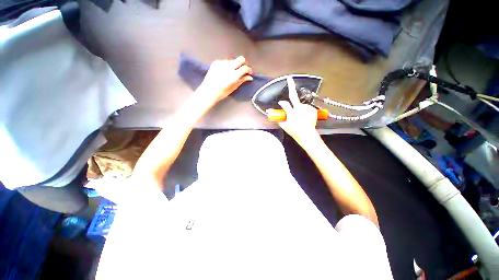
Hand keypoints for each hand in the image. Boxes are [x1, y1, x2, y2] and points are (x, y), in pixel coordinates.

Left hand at [197, 56, 252, 104]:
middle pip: (241, 59)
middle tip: (243, 69)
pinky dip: (227, 65)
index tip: (249, 73)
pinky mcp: (216, 62)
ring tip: (232, 72)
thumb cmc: (222, 92)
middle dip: (244, 63)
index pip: (245, 68)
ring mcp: (222, 63)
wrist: (208, 91)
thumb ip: (242, 80)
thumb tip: (250, 77)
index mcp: (234, 75)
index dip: (249, 70)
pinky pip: (225, 61)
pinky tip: (224, 71)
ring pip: (232, 60)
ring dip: (235, 65)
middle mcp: (229, 67)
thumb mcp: (234, 88)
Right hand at [278, 76, 319, 144]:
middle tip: (289, 78)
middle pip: (293, 96)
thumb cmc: (294, 131)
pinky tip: (305, 116)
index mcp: (292, 113)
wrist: (307, 134)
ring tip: (301, 117)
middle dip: (291, 86)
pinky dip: (304, 110)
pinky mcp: (312, 109)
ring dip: (298, 108)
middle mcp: (299, 109)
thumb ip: (277, 118)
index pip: (284, 104)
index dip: (282, 103)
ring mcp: (307, 108)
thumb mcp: (284, 126)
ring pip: (300, 104)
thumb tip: (269, 112)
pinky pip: (306, 107)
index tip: (281, 102)